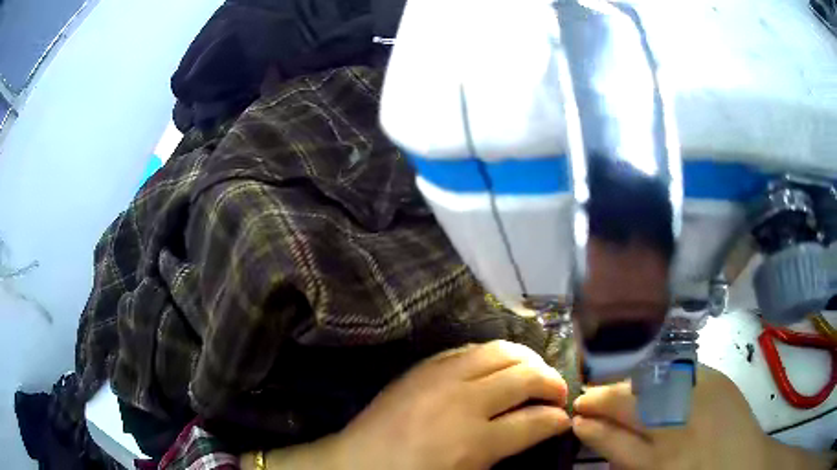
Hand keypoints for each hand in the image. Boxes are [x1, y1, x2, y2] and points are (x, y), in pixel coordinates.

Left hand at [332, 340, 571, 469]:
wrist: (355, 463)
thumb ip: (506, 451)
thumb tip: (539, 426)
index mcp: (473, 441)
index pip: (535, 421)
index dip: (557, 419)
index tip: (565, 418)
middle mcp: (462, 401)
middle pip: (524, 377)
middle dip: (552, 382)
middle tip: (558, 393)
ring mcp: (440, 377)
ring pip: (501, 351)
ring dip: (528, 360)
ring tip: (536, 373)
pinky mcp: (423, 366)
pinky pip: (470, 349)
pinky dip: (494, 355)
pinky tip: (499, 366)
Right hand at [572, 365, 834, 469]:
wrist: (743, 464)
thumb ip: (628, 460)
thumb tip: (601, 436)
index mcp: (658, 463)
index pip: (613, 441)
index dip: (591, 429)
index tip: (576, 420)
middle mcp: (676, 430)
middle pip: (628, 408)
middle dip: (600, 400)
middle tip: (584, 399)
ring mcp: (698, 400)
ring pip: (648, 386)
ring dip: (623, 385)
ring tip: (608, 388)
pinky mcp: (717, 379)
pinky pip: (677, 370)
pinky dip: (656, 373)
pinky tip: (645, 376)